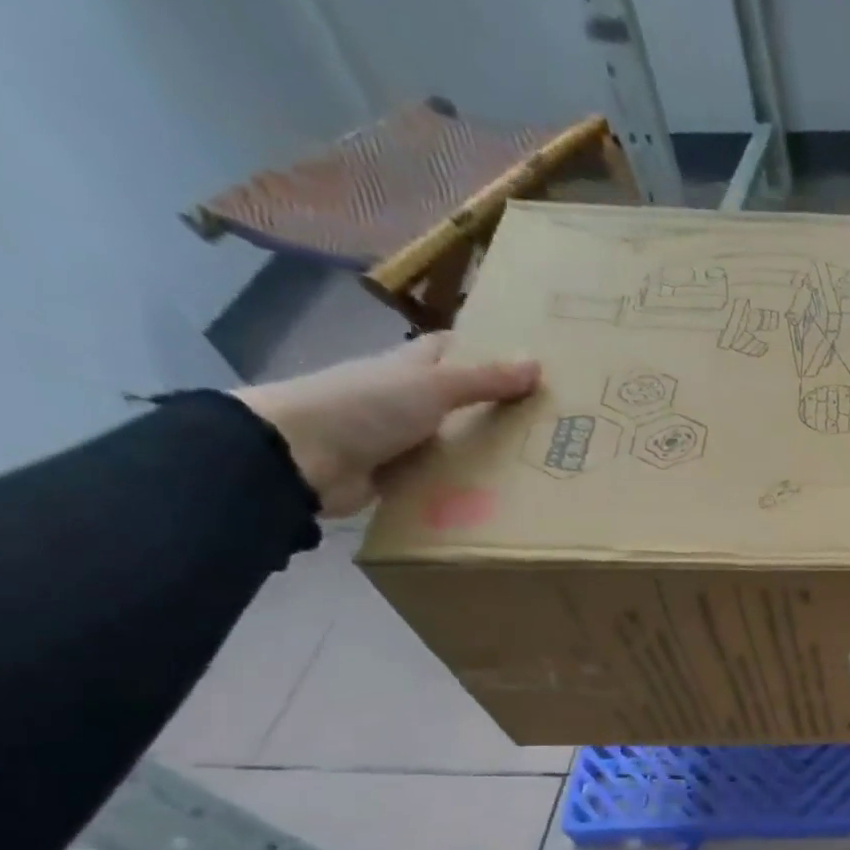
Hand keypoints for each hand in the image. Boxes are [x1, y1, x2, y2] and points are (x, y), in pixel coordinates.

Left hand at [234, 334, 539, 516]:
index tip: (526, 364)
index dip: (483, 351)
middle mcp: (404, 401)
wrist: (301, 457)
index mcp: (408, 369)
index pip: (449, 350)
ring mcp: (398, 440)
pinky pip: (440, 481)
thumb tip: (536, 363)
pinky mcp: (396, 478)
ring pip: (452, 443)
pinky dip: (463, 488)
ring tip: (538, 467)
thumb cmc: (365, 406)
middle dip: (495, 409)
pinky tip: (500, 498)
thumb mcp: (432, 387)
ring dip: (484, 454)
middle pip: (457, 400)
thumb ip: (483, 380)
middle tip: (548, 425)